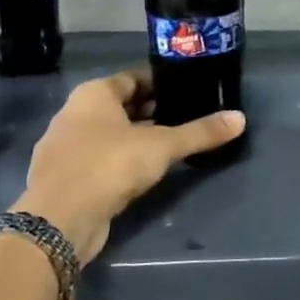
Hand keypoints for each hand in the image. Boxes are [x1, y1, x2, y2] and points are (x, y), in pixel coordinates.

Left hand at [14, 68, 244, 263]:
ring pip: (108, 133)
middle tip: (186, 116)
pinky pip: (98, 158)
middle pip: (120, 105)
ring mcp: (64, 147)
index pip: (132, 78)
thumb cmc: (109, 166)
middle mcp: (73, 114)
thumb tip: (240, 118)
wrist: (59, 221)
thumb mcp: (162, 147)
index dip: (160, 83)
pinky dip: (120, 160)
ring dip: (135, 137)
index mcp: (93, 95)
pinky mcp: (64, 177)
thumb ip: (200, 133)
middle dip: (151, 110)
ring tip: (170, 145)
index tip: (187, 90)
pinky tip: (142, 172)